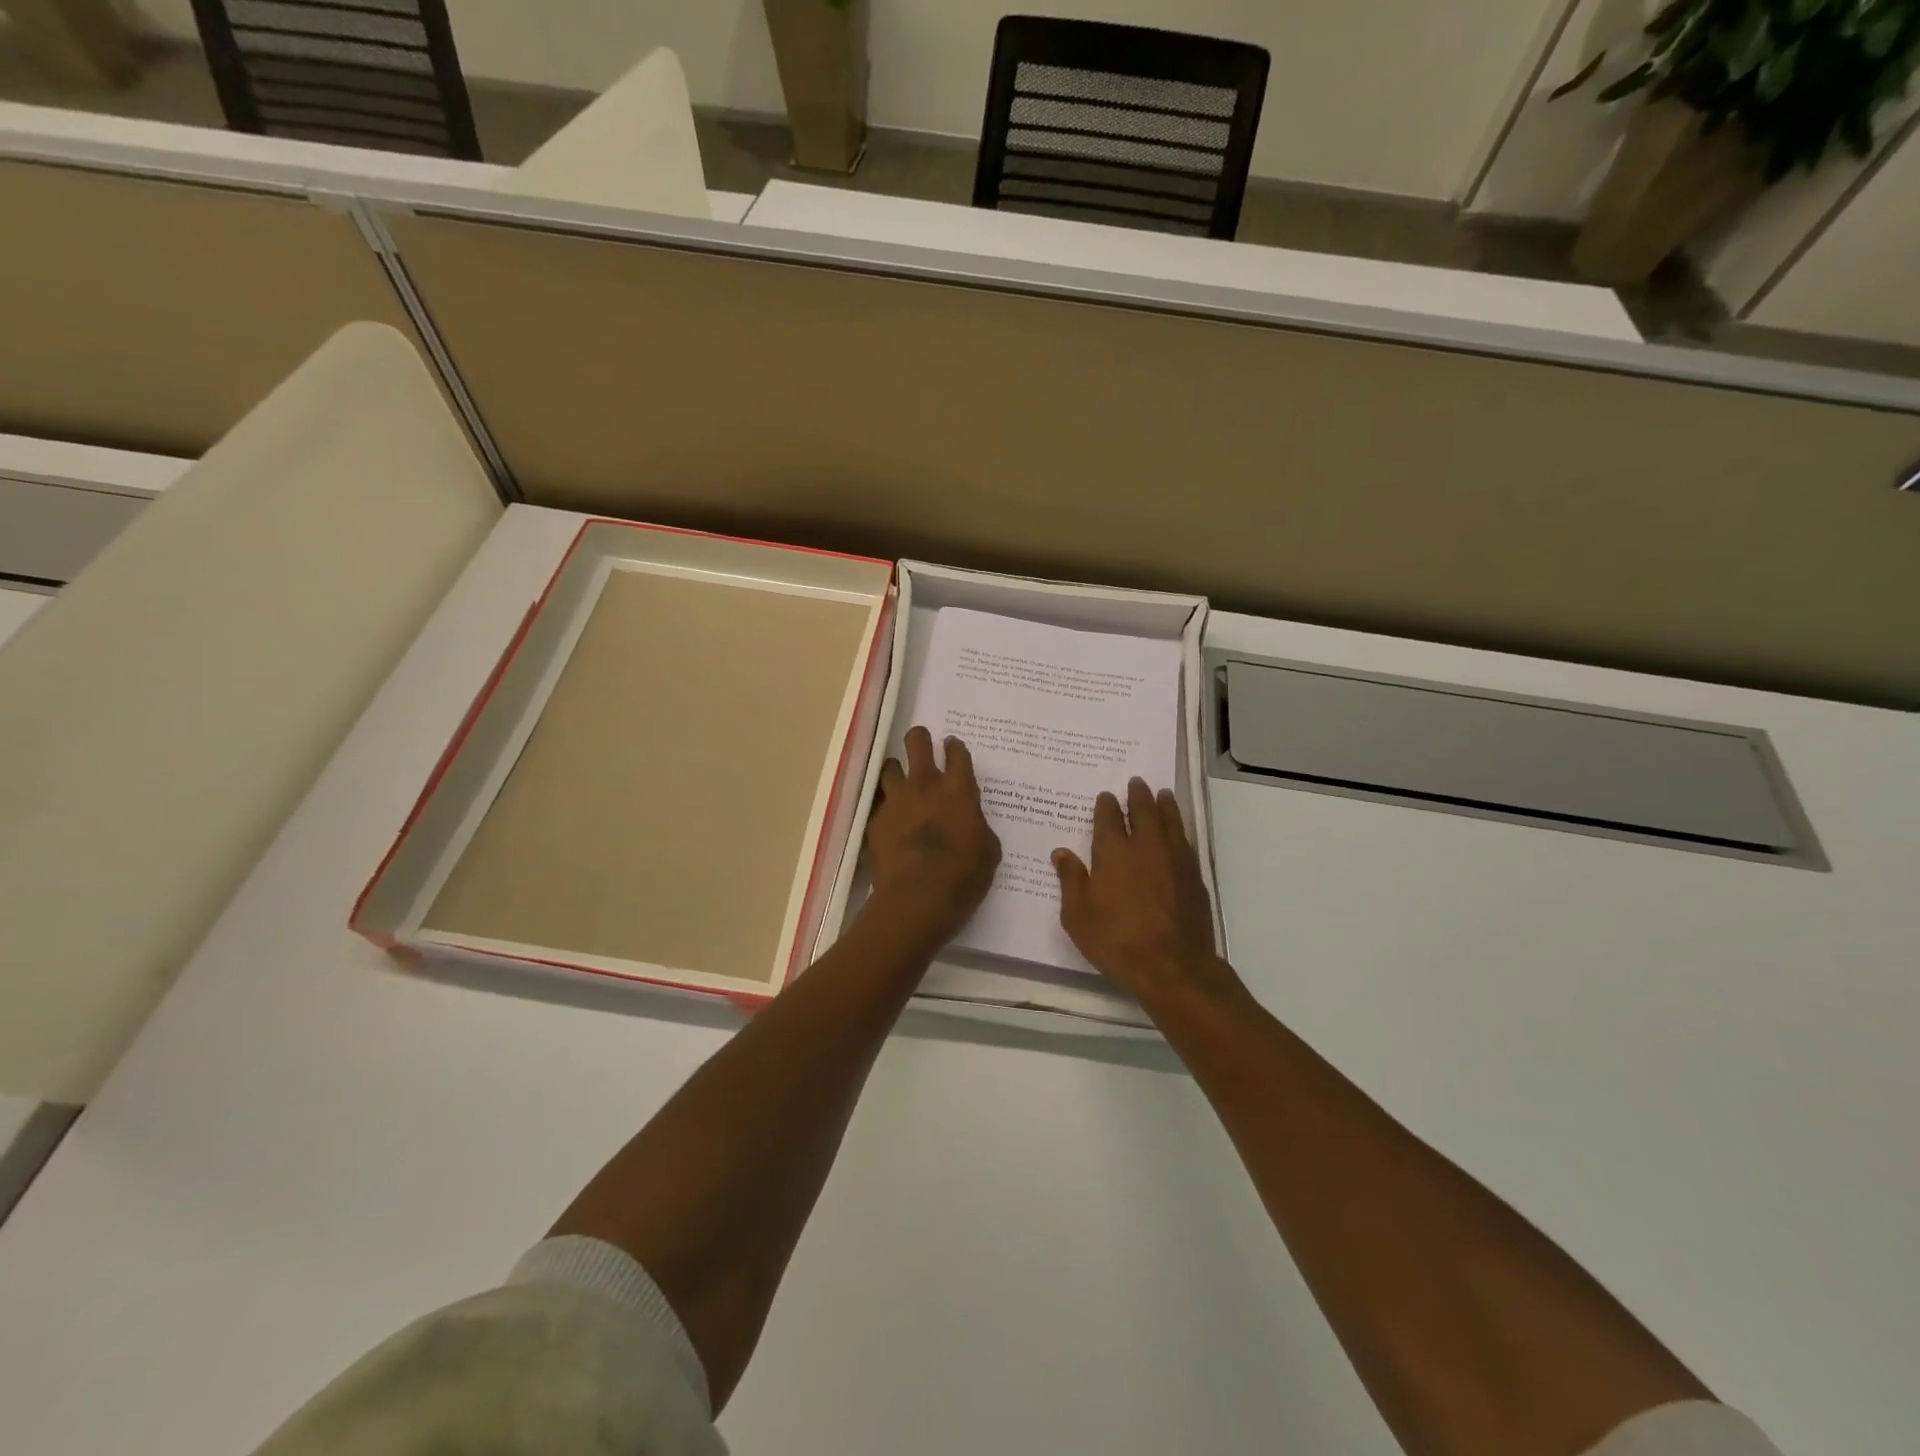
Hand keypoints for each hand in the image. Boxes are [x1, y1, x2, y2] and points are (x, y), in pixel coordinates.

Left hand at [866, 727, 1001, 947]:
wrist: (915, 901)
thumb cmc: (962, 877)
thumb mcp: (988, 850)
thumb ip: (977, 825)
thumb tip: (969, 820)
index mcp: (958, 790)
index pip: (957, 753)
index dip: (955, 747)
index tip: (953, 747)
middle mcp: (925, 785)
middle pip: (917, 743)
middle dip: (919, 739)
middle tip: (922, 745)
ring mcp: (895, 801)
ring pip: (890, 767)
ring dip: (897, 770)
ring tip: (901, 781)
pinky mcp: (875, 821)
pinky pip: (878, 802)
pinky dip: (885, 806)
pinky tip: (890, 819)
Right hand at [1053, 778, 1244, 1010]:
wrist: (1172, 965)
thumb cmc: (1116, 940)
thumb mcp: (1077, 916)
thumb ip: (1070, 880)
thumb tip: (1061, 853)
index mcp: (1113, 851)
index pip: (1109, 817)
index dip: (1106, 804)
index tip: (1106, 796)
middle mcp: (1145, 846)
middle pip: (1144, 810)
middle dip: (1138, 794)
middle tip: (1137, 782)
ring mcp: (1174, 859)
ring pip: (1170, 821)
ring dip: (1165, 805)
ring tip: (1163, 794)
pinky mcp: (1194, 876)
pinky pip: (1185, 841)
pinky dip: (1179, 829)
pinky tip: (1178, 832)